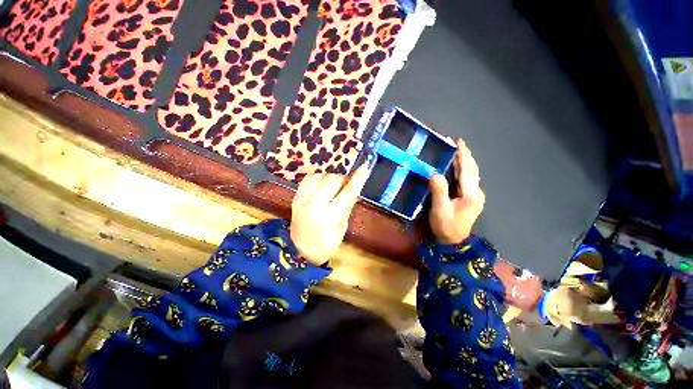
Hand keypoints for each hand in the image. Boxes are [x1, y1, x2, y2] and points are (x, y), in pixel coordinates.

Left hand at [291, 166, 369, 264]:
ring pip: (321, 176)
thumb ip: (348, 205)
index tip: (364, 169)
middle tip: (346, 185)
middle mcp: (316, 204)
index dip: (358, 179)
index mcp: (331, 216)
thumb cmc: (326, 242)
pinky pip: (309, 177)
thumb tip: (355, 187)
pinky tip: (321, 185)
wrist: (300, 249)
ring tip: (333, 187)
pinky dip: (318, 178)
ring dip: (331, 178)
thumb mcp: (342, 227)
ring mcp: (303, 199)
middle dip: (343, 179)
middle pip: (333, 179)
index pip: (348, 193)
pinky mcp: (296, 196)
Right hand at [429, 139, 484, 243]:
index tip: (458, 141)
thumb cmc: (446, 226)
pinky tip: (459, 167)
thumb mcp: (440, 209)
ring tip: (458, 151)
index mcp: (470, 194)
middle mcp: (476, 192)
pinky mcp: (472, 198)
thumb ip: (439, 191)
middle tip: (457, 143)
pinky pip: (469, 178)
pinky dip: (465, 169)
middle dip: (465, 155)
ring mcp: (476, 195)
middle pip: (472, 169)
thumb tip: (435, 174)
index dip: (462, 155)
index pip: (467, 170)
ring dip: (466, 161)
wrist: (454, 242)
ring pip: (473, 173)